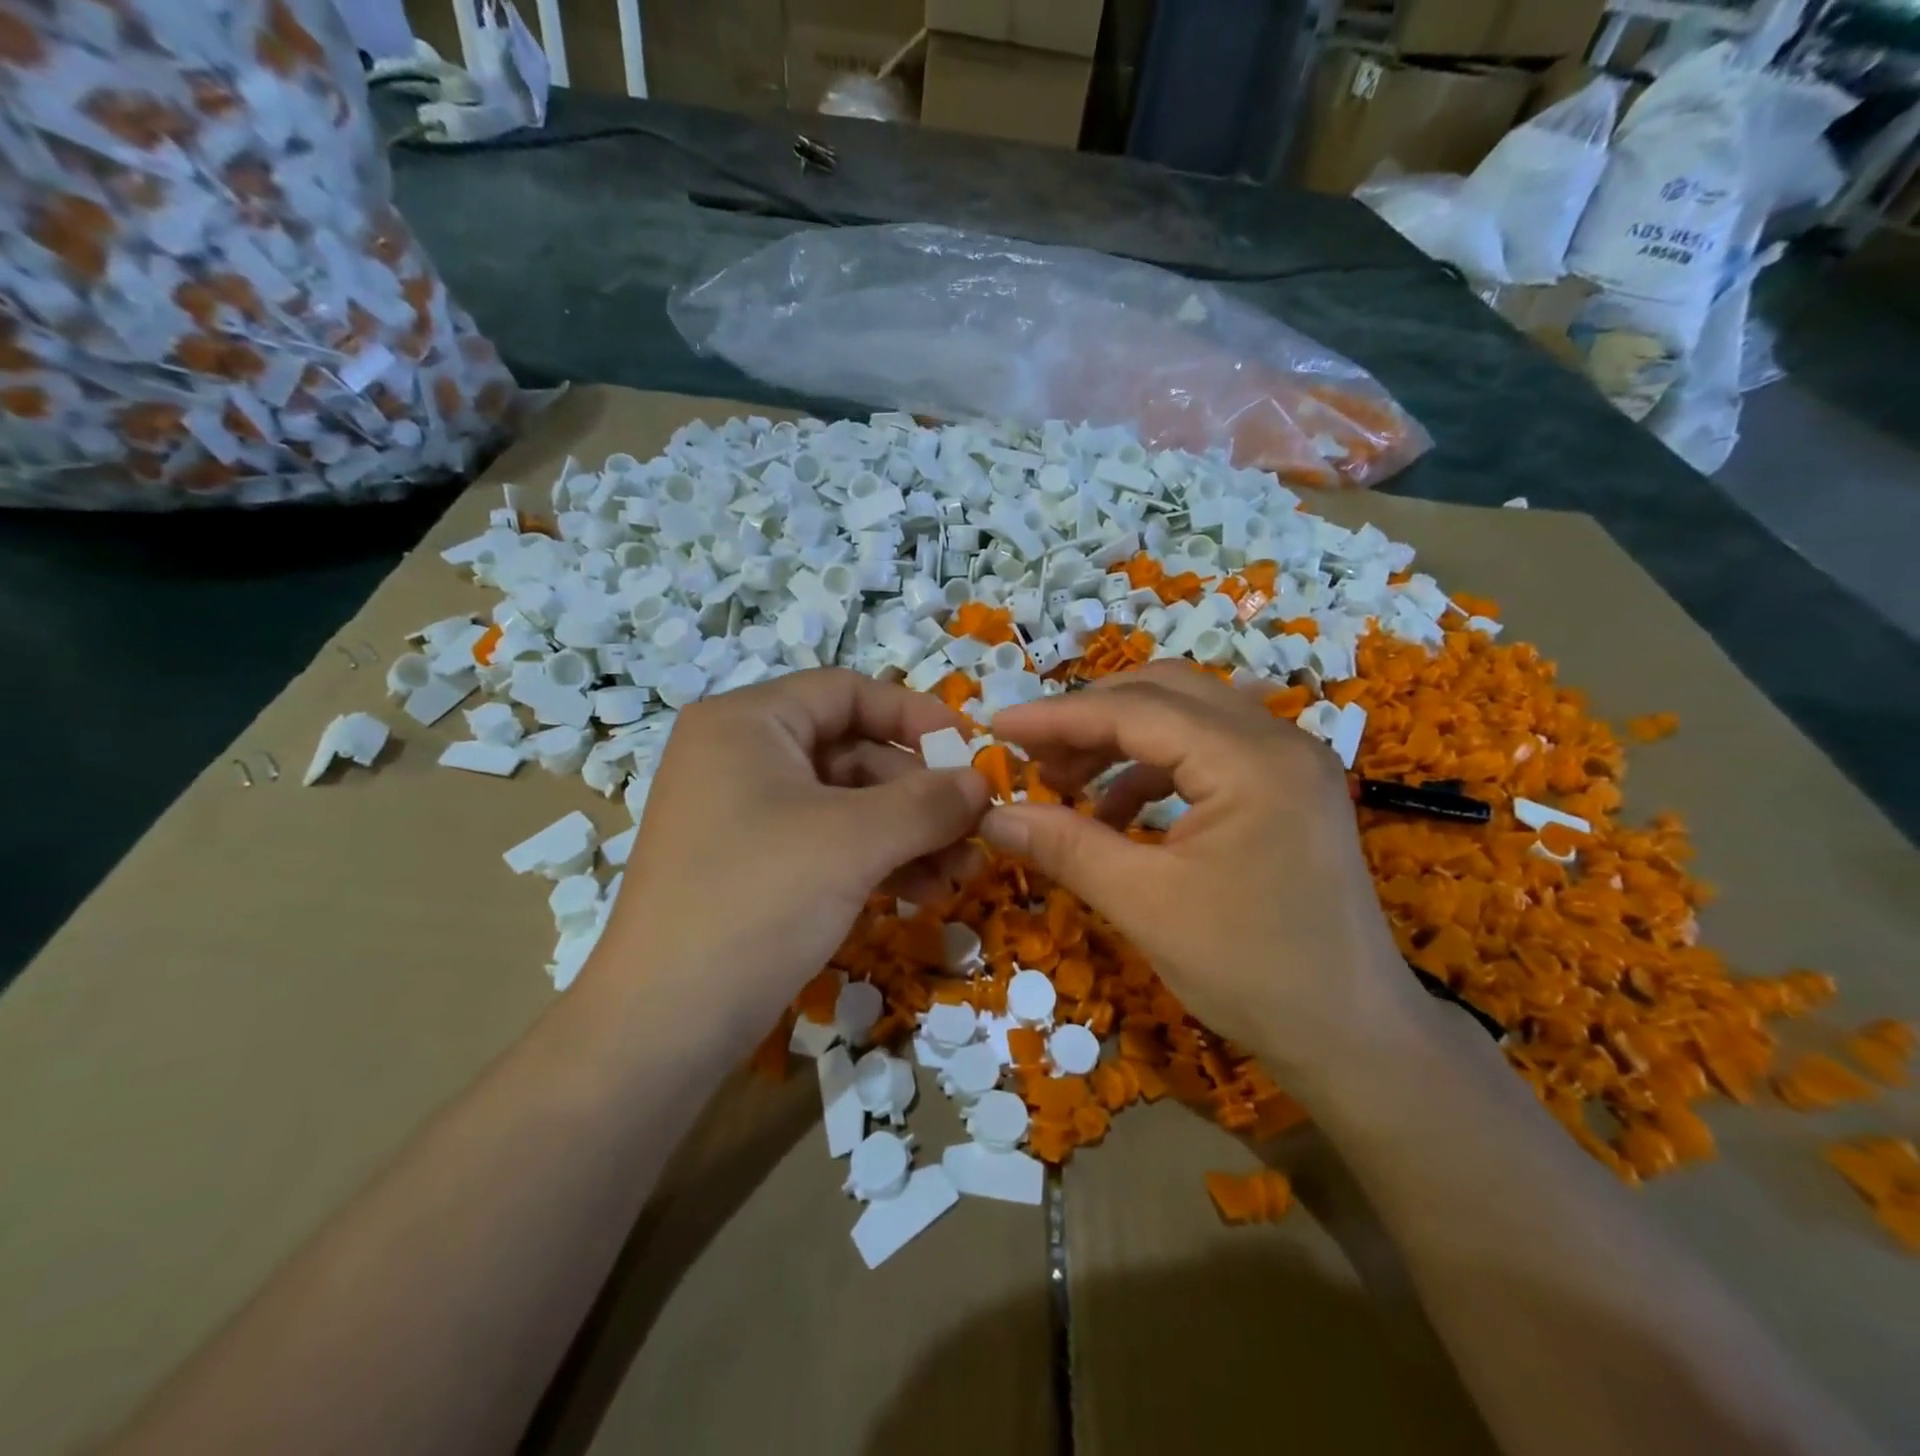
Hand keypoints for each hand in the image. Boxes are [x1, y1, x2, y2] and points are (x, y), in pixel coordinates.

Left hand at [596, 669, 988, 1052]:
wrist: (662, 1025)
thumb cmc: (758, 899)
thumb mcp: (854, 841)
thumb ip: (928, 802)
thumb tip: (984, 782)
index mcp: (747, 722)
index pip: (846, 692)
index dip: (915, 714)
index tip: (970, 750)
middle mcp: (740, 757)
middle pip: (852, 752)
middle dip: (920, 794)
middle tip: (976, 831)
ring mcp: (743, 815)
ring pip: (846, 805)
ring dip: (909, 834)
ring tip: (961, 873)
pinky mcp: (752, 867)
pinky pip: (828, 844)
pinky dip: (877, 861)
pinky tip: (924, 892)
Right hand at [979, 665, 1420, 1077]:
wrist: (1355, 1038)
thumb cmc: (1251, 972)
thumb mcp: (1145, 905)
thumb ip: (1065, 846)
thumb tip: (991, 816)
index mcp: (1252, 760)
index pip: (1137, 710)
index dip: (1059, 715)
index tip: (999, 727)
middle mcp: (1278, 739)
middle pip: (1164, 692)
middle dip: (1090, 716)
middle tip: (1034, 753)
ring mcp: (1290, 760)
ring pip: (1186, 715)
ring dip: (1120, 741)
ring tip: (1067, 784)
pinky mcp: (1287, 787)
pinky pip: (1207, 750)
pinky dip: (1153, 768)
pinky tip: (1117, 811)